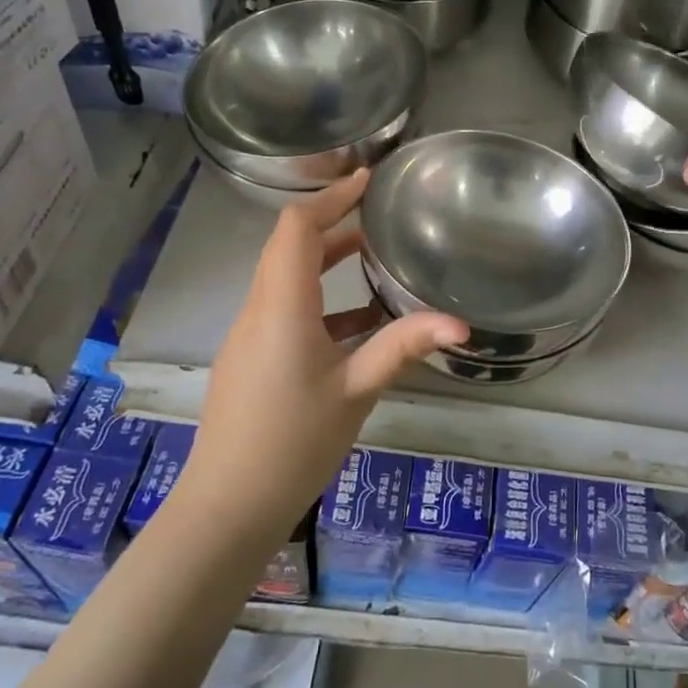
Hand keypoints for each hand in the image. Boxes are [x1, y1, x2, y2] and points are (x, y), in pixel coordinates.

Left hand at [191, 170, 466, 532]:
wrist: (227, 507)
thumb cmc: (292, 443)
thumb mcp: (356, 391)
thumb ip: (404, 346)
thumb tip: (461, 323)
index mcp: (281, 306)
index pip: (296, 228)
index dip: (330, 197)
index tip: (367, 180)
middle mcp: (259, 309)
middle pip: (289, 246)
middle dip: (331, 220)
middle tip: (377, 209)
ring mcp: (250, 334)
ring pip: (286, 277)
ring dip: (326, 259)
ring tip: (375, 254)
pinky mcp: (251, 358)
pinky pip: (286, 308)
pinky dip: (320, 298)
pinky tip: (360, 322)